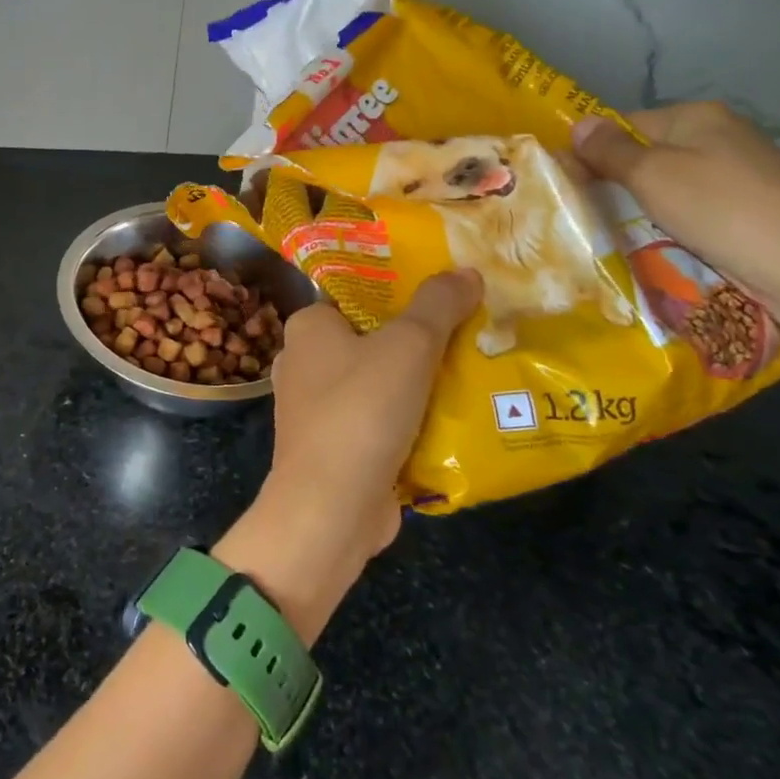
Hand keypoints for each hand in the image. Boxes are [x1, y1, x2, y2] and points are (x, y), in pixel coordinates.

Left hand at [216, 271, 483, 640]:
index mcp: (308, 327)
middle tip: (473, 332)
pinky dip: (410, 420)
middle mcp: (304, 362)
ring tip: (475, 371)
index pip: (356, 294)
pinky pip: (380, 420)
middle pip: (372, 338)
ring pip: (379, 382)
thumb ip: (438, 305)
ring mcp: (316, 408)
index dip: (401, 291)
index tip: (448, 292)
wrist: (331, 507)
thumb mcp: (408, 346)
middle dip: (420, 340)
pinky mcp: (335, 446)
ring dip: (420, 383)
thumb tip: (466, 271)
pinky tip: (454, 418)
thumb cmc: (361, 410)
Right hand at [571, 102, 779, 329]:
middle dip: (620, 182)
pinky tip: (668, 243)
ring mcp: (744, 170)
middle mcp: (723, 134)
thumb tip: (577, 124)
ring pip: (673, 183)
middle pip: (649, 153)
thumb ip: (609, 150)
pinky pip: (698, 207)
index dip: (594, 152)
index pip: (624, 125)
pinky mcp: (756, 206)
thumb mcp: (651, 175)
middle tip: (590, 213)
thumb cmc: (720, 210)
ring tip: (623, 232)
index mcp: (697, 115)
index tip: (570, 186)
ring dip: (647, 206)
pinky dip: (678, 222)